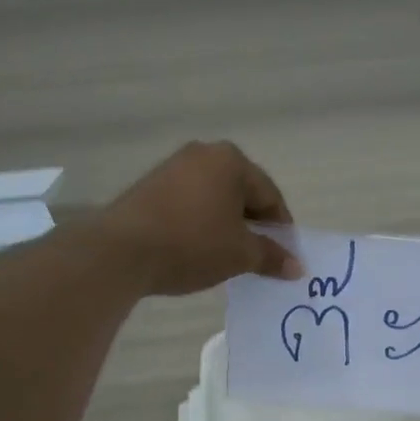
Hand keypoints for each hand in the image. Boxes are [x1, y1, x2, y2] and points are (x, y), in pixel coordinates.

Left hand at [97, 141, 301, 296]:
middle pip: (241, 193)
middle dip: (253, 225)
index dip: (281, 228)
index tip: (284, 256)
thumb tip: (296, 266)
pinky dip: (201, 224)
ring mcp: (172, 167)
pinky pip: (189, 204)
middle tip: (259, 257)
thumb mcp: (239, 254)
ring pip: (214, 199)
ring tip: (228, 257)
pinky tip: (198, 249)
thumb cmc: (193, 244)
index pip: (269, 195)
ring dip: (226, 226)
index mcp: (231, 161)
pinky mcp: (150, 186)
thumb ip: (271, 256)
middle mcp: (203, 154)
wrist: (122, 251)